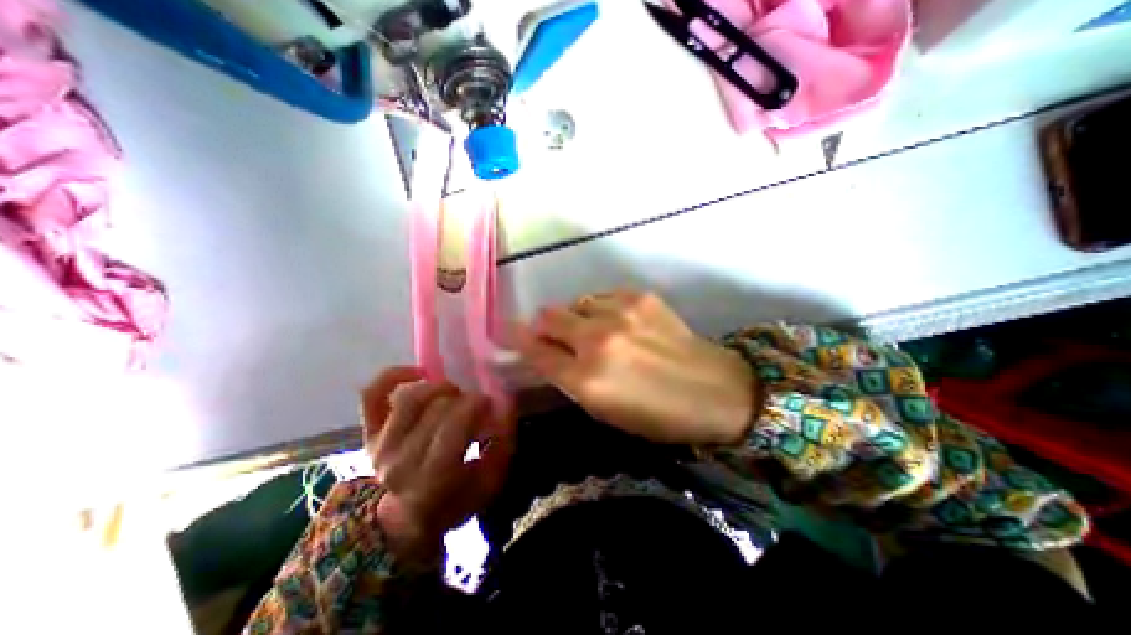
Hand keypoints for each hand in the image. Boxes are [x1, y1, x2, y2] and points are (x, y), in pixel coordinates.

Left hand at [360, 367, 515, 565]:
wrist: (408, 520)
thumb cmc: (455, 501)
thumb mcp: (490, 482)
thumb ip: (502, 444)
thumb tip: (506, 405)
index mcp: (431, 479)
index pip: (453, 424)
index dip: (475, 404)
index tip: (488, 403)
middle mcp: (400, 460)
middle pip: (435, 408)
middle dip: (462, 398)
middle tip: (473, 402)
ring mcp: (379, 445)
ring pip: (409, 397)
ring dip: (437, 387)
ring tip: (451, 393)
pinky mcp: (368, 432)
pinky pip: (373, 393)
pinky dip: (394, 375)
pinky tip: (419, 374)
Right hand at [517, 291, 758, 446]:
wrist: (717, 390)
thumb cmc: (658, 415)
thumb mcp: (606, 411)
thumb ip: (571, 380)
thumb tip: (548, 354)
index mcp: (587, 380)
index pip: (536, 351)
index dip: (518, 340)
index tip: (507, 332)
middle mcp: (597, 340)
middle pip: (548, 316)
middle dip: (544, 325)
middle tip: (556, 335)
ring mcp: (619, 313)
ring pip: (576, 303)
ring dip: (577, 318)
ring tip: (596, 331)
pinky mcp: (639, 297)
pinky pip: (602, 297)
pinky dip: (601, 309)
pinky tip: (619, 323)